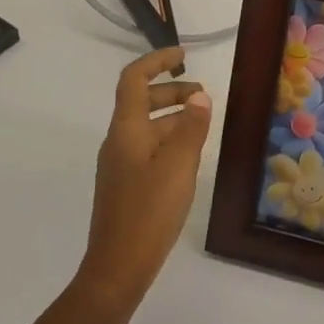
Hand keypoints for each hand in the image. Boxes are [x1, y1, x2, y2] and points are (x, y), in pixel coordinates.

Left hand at [77, 48, 214, 310]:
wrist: (118, 267)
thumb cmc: (149, 212)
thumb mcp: (179, 166)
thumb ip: (190, 128)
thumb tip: (199, 96)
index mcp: (126, 130)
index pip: (134, 79)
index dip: (157, 61)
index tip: (184, 55)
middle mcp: (118, 141)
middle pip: (141, 101)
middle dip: (171, 90)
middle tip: (204, 95)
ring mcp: (120, 164)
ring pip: (147, 127)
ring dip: (173, 117)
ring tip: (205, 124)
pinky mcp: (127, 185)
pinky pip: (149, 149)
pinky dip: (170, 140)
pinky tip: (191, 156)